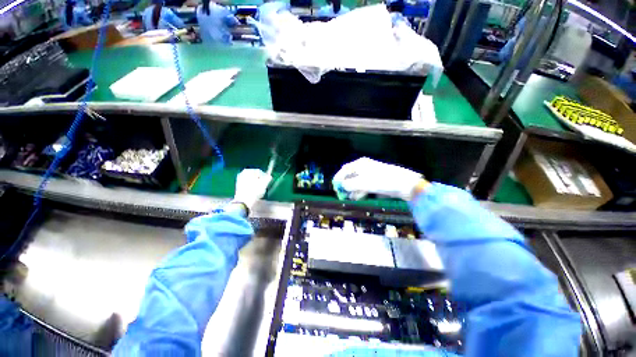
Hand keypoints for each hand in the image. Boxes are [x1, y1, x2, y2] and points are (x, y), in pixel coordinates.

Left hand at [234, 169, 271, 210]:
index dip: (265, 177)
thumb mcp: (264, 184)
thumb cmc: (254, 191)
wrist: (243, 202)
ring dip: (256, 184)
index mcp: (248, 171)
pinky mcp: (238, 187)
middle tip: (263, 187)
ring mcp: (239, 180)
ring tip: (259, 190)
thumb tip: (269, 177)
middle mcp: (242, 173)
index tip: (267, 183)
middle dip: (260, 181)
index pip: (260, 172)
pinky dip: (251, 187)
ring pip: (251, 181)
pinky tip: (253, 193)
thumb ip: (268, 179)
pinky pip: (248, 185)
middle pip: (255, 176)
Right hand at [332, 157, 425, 200]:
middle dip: (346, 186)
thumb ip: (350, 185)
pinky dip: (360, 191)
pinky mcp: (374, 182)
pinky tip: (359, 196)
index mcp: (360, 164)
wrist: (404, 184)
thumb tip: (342, 186)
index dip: (339, 179)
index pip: (345, 170)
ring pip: (356, 183)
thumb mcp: (364, 183)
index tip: (335, 188)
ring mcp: (369, 175)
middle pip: (350, 177)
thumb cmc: (383, 181)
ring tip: (351, 197)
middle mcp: (364, 168)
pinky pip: (363, 186)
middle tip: (342, 195)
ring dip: (352, 190)